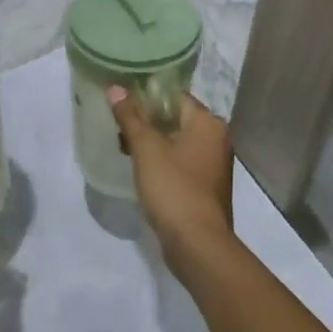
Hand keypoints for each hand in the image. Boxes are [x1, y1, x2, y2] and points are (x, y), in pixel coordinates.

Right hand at [106, 88, 235, 270]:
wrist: (197, 244)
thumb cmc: (173, 187)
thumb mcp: (146, 148)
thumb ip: (130, 116)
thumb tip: (116, 87)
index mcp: (208, 123)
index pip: (174, 96)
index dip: (145, 95)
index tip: (120, 100)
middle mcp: (216, 139)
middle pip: (175, 118)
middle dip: (146, 120)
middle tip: (117, 122)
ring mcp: (213, 164)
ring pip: (176, 141)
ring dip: (152, 141)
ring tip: (123, 144)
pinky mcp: (206, 186)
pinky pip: (180, 162)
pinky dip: (162, 160)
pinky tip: (140, 167)